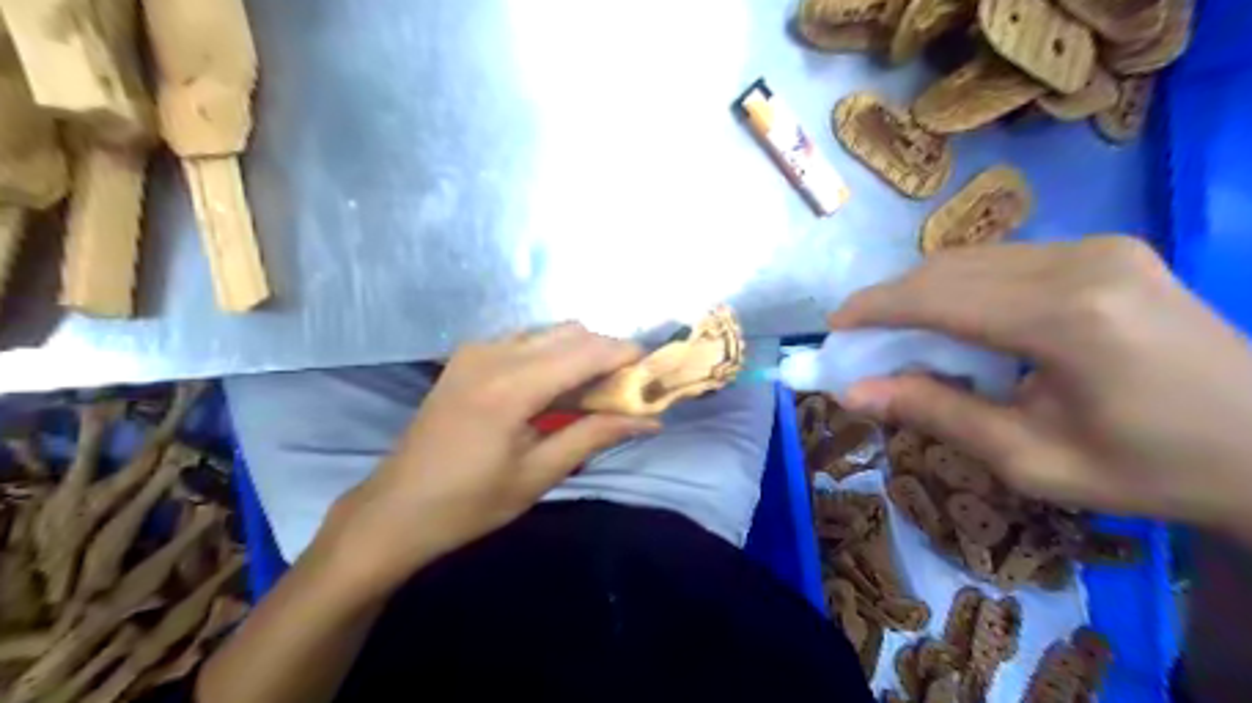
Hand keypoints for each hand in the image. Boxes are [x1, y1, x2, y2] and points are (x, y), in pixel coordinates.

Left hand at [319, 323, 659, 591]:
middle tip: (626, 390)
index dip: (626, 355)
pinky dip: (551, 354)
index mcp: (511, 387)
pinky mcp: (466, 357)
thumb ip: (594, 436)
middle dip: (607, 353)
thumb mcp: (538, 475)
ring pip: (548, 332)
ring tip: (593, 392)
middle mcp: (493, 353)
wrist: (395, 510)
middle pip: (571, 332)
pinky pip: (525, 340)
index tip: (654, 372)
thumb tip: (649, 420)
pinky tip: (554, 388)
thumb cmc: (469, 503)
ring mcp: (476, 351)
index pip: (586, 351)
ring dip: (580, 353)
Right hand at [828, 236, 1251, 537]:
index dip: (875, 308)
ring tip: (901, 334)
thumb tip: (853, 393)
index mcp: (1067, 318)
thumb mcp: (1030, 459)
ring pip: (974, 258)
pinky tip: (957, 322)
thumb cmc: (1149, 469)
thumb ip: (935, 413)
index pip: (939, 296)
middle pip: (950, 269)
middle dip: (892, 300)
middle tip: (860, 339)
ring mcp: (1101, 247)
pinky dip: (963, 288)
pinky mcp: (1108, 249)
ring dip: (925, 293)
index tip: (833, 328)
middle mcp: (1082, 262)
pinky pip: (1006, 260)